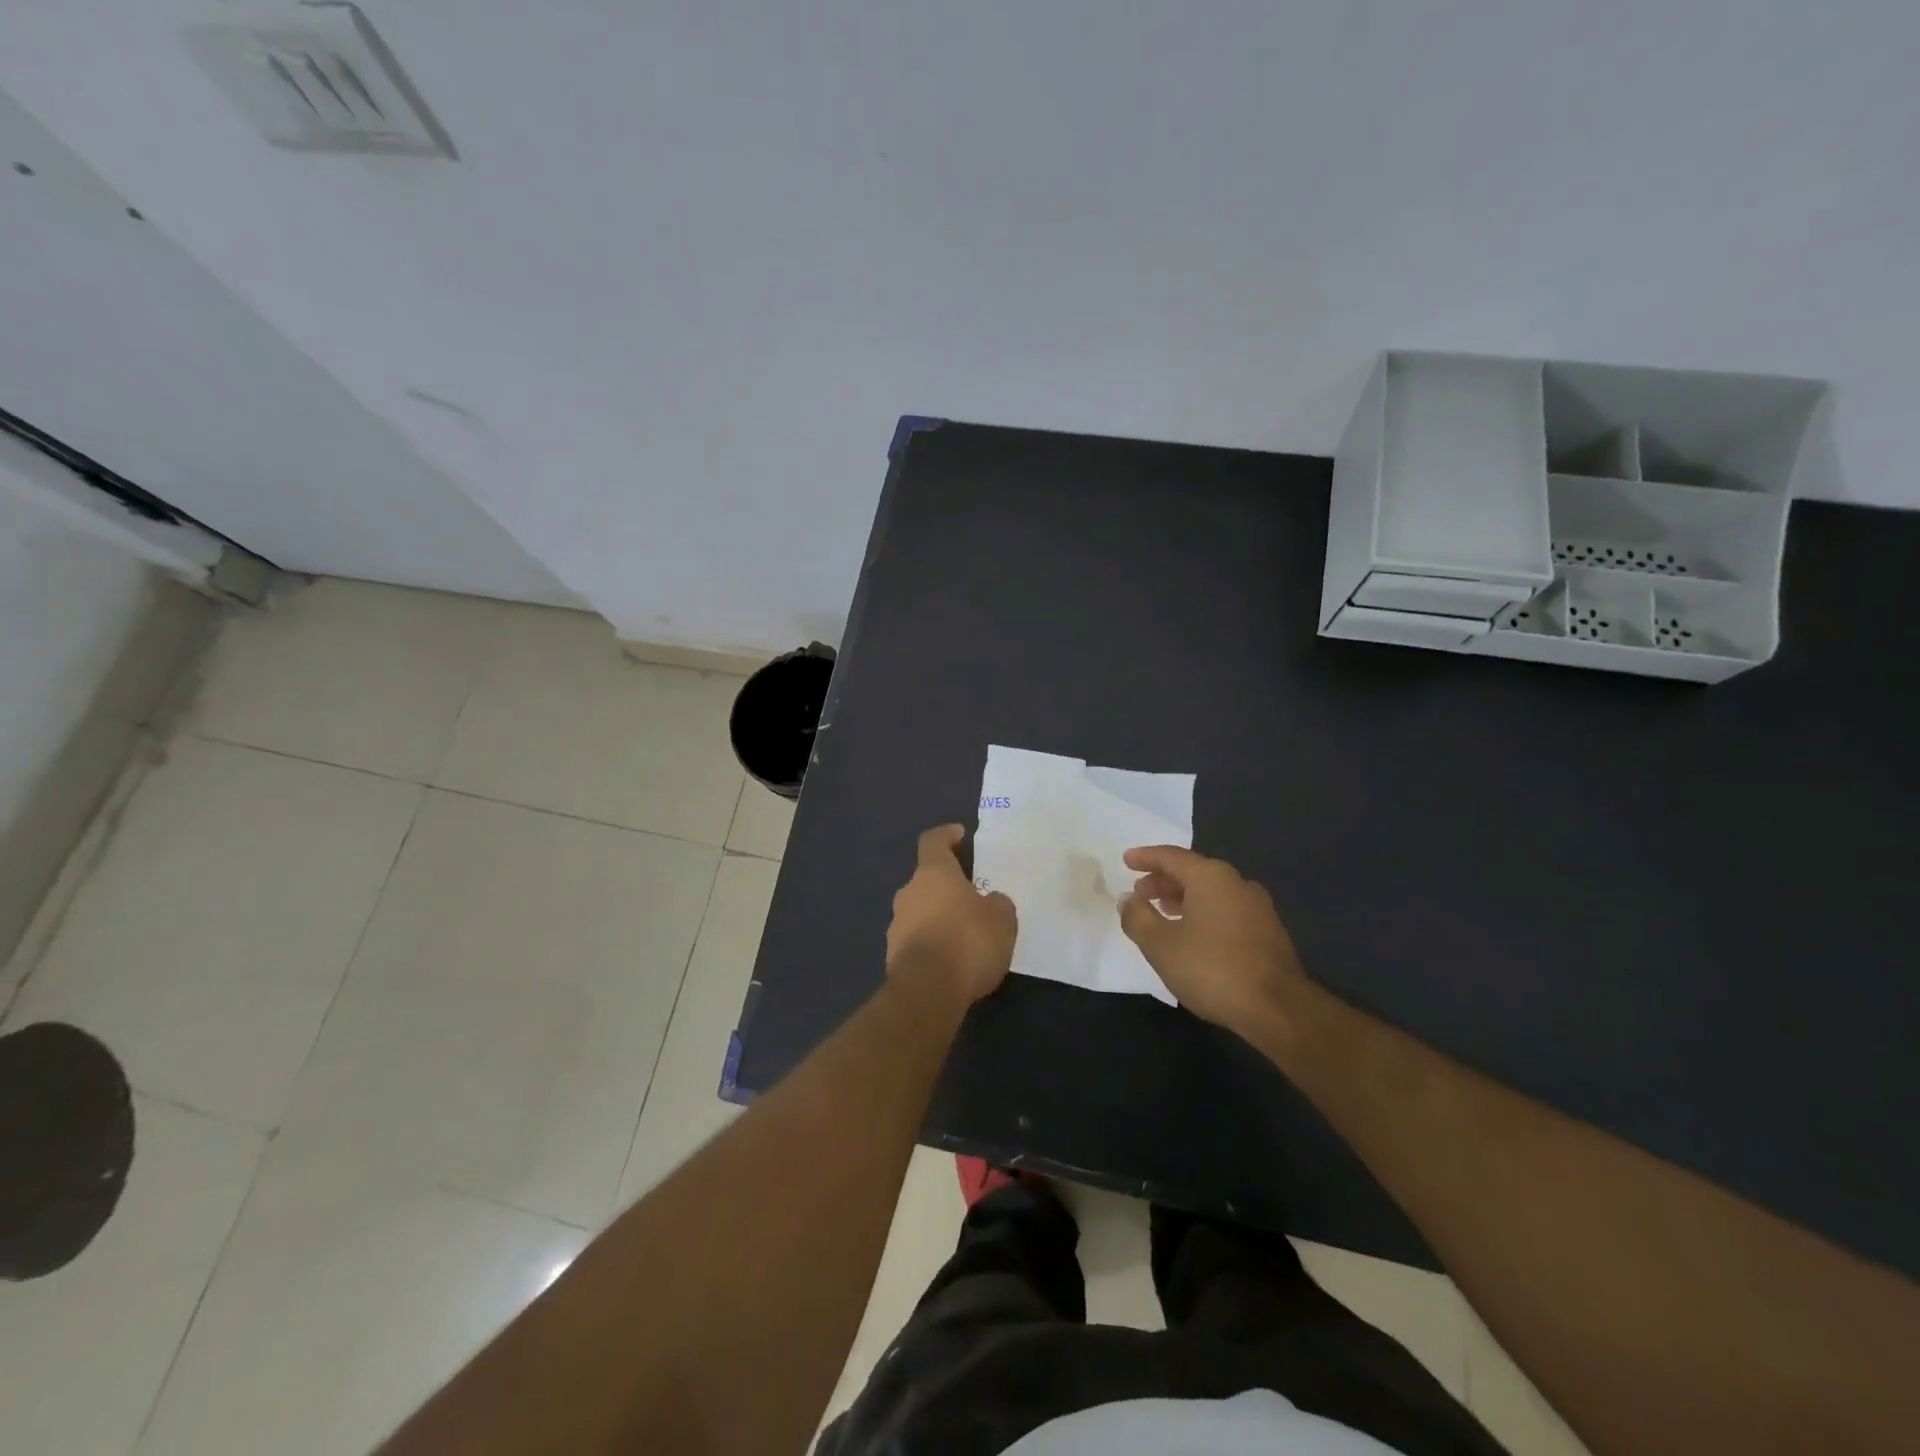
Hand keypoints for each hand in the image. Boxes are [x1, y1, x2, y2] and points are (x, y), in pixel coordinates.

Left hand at [886, 825, 1016, 1008]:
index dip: (946, 835)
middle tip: (972, 899)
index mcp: (933, 873)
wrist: (927, 991)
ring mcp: (896, 924)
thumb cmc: (967, 942)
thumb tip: (991, 902)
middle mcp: (909, 892)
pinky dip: (932, 944)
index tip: (959, 835)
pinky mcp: (893, 955)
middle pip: (927, 880)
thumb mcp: (1001, 920)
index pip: (933, 841)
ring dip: (939, 918)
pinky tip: (952, 962)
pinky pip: (916, 940)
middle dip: (947, 887)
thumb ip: (997, 904)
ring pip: (920, 911)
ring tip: (965, 936)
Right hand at [1118, 845, 1306, 1035]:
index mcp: (1211, 877)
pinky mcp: (1268, 931)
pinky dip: (1203, 913)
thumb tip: (1127, 899)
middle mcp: (1237, 883)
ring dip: (1183, 898)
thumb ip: (1138, 918)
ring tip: (1162, 912)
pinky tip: (1193, 934)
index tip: (1126, 860)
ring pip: (1211, 892)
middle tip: (1140, 894)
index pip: (1171, 856)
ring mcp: (1257, 907)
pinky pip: (1226, 910)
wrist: (1279, 1009)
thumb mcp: (1161, 945)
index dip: (1145, 858)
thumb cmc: (1212, 969)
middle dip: (1163, 881)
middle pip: (1193, 872)